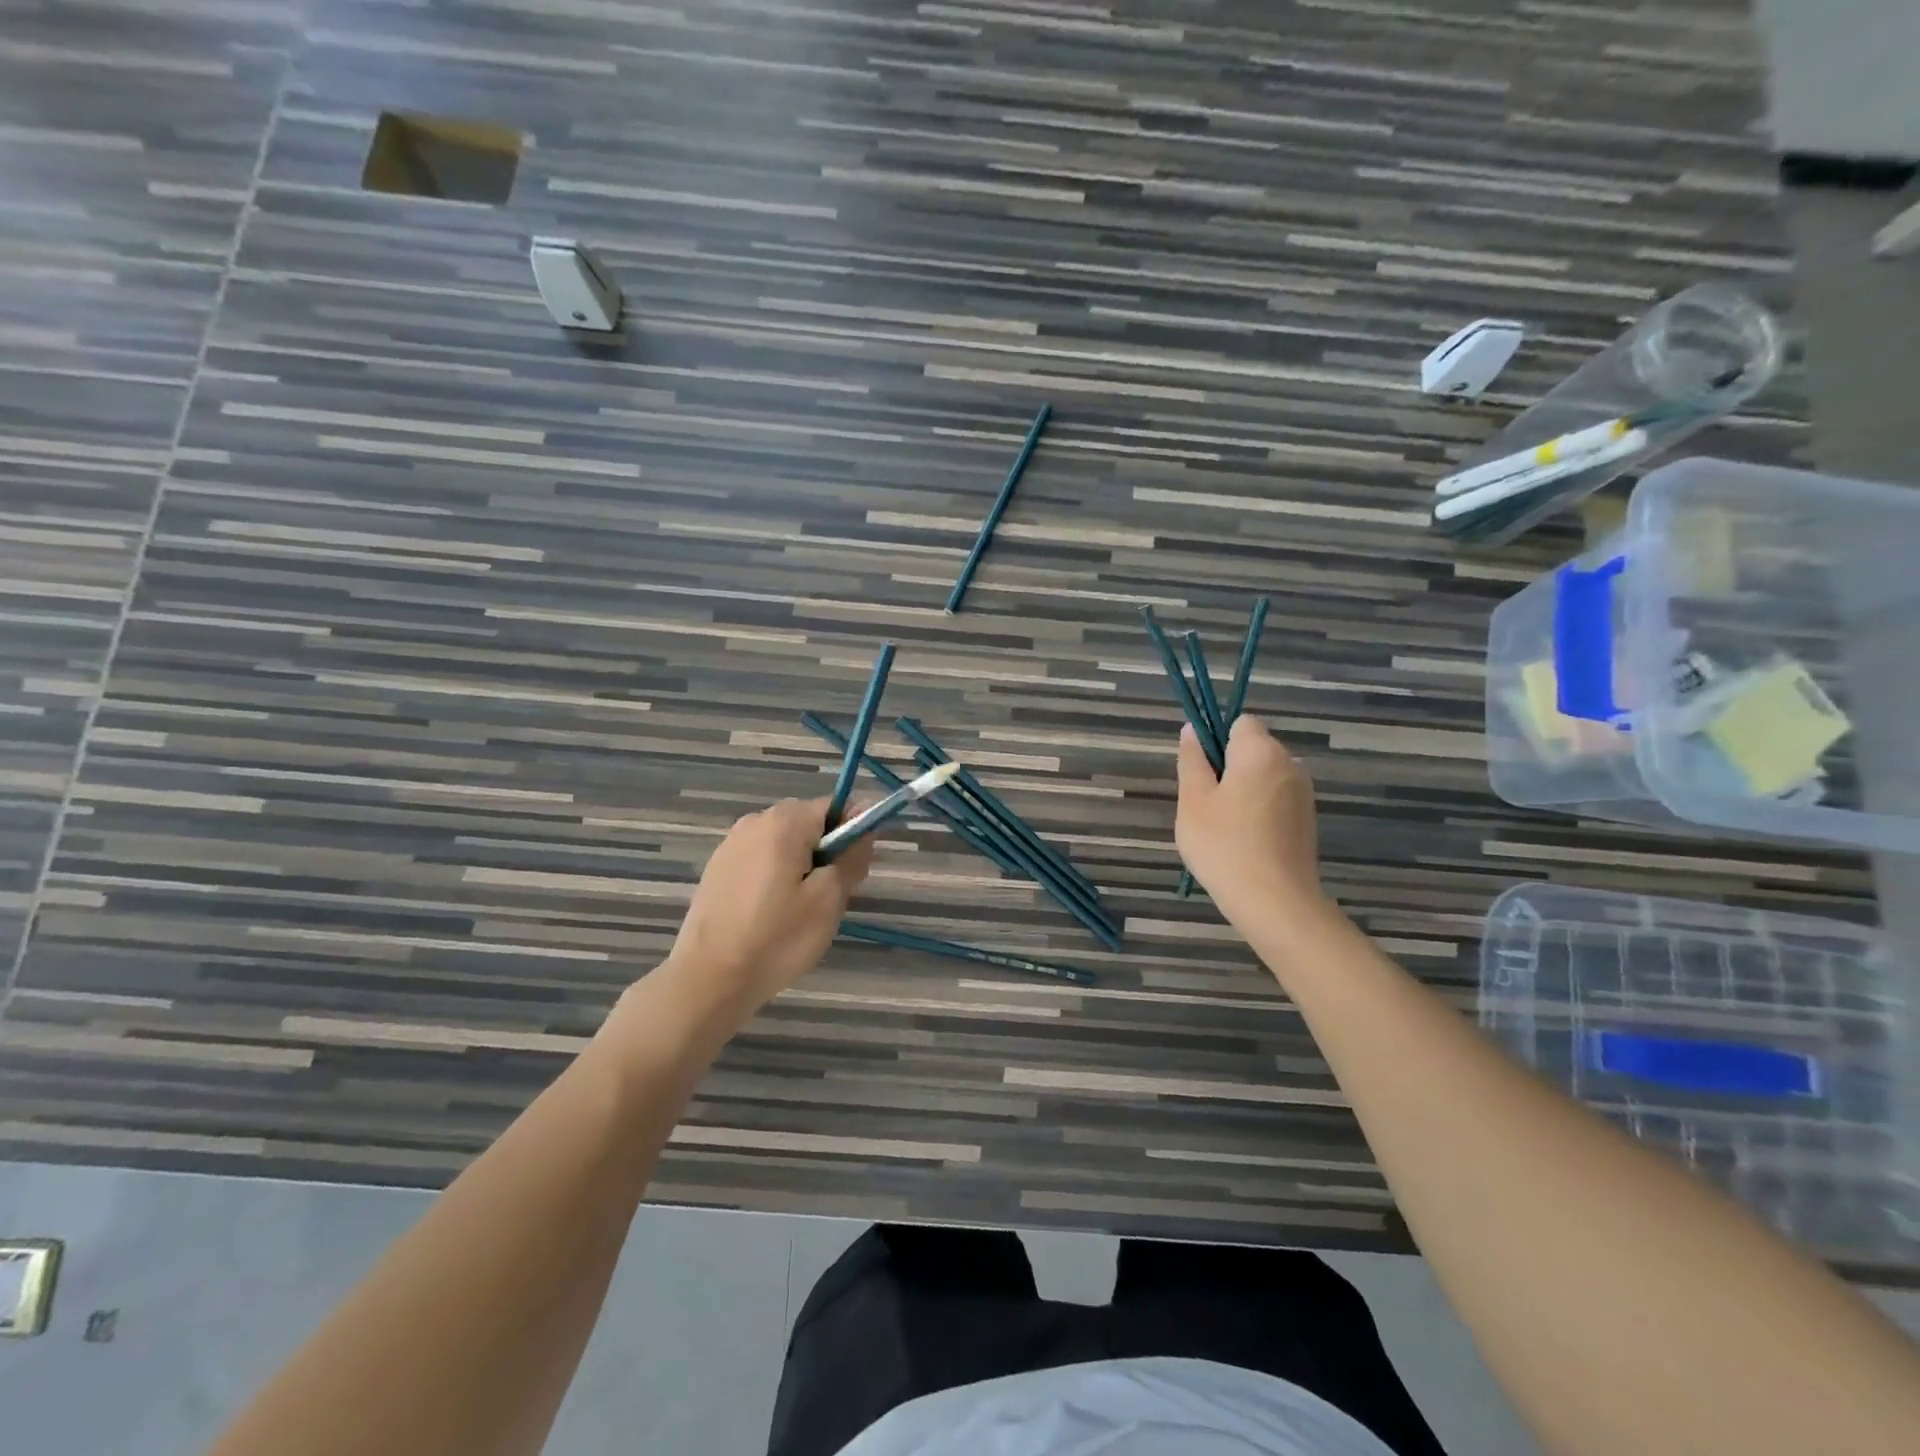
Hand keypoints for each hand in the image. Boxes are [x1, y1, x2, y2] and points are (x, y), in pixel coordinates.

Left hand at [662, 798, 874, 1021]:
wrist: (708, 979)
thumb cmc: (777, 938)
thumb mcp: (828, 899)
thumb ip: (852, 857)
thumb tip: (865, 827)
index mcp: (785, 821)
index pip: (836, 806)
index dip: (854, 833)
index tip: (855, 871)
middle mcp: (756, 820)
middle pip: (809, 822)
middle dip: (828, 851)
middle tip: (832, 896)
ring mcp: (732, 844)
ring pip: (785, 843)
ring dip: (802, 865)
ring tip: (800, 910)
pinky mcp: (718, 868)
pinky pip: (762, 859)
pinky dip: (776, 876)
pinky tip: (771, 913)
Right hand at [1176, 716, 1326, 931]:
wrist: (1275, 902)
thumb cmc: (1224, 846)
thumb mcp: (1193, 801)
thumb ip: (1192, 761)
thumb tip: (1191, 731)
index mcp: (1260, 752)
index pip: (1241, 722)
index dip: (1218, 739)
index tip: (1202, 770)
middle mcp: (1289, 764)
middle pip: (1254, 748)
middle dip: (1228, 766)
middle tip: (1205, 804)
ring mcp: (1302, 794)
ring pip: (1264, 776)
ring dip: (1243, 790)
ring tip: (1223, 827)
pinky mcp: (1307, 820)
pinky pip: (1276, 799)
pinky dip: (1259, 810)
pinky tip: (1245, 840)